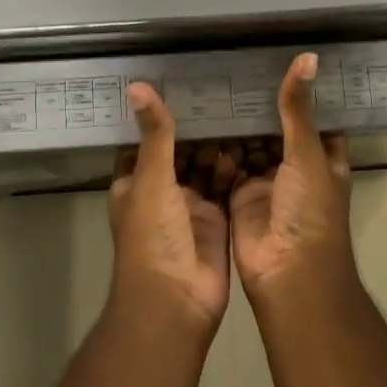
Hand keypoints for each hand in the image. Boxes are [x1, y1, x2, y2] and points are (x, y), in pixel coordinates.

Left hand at [108, 83, 232, 339]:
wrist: (176, 301)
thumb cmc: (153, 237)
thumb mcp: (151, 179)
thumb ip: (155, 134)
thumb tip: (136, 86)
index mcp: (135, 183)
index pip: (146, 141)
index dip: (162, 117)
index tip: (185, 84)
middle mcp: (161, 193)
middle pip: (180, 153)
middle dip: (198, 130)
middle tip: (225, 94)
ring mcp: (189, 209)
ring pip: (205, 170)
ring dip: (219, 149)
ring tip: (241, 114)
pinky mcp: (216, 221)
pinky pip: (226, 188)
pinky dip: (235, 171)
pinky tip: (251, 147)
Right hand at [230, 53, 355, 305]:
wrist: (288, 273)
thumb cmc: (310, 210)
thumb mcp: (307, 153)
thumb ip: (299, 109)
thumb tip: (308, 57)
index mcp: (323, 157)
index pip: (315, 117)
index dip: (302, 92)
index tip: (281, 56)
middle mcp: (296, 168)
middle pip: (277, 129)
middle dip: (260, 105)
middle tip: (234, 64)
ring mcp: (267, 183)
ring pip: (250, 147)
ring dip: (236, 125)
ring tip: (212, 84)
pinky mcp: (239, 197)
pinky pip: (227, 167)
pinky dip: (216, 150)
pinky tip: (199, 119)